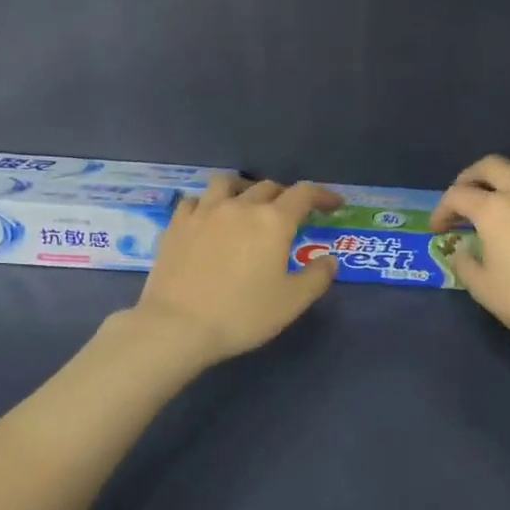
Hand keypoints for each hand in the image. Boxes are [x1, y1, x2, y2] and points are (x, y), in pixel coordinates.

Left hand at [131, 176, 339, 365]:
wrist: (178, 326)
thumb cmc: (242, 315)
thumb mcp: (291, 302)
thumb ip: (317, 277)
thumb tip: (328, 260)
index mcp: (273, 221)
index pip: (304, 194)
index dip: (322, 195)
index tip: (333, 204)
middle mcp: (239, 206)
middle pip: (267, 186)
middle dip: (286, 196)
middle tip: (291, 215)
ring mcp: (204, 212)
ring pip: (228, 184)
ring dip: (245, 189)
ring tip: (248, 205)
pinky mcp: (177, 225)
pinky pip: (196, 200)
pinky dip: (210, 203)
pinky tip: (210, 219)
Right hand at [431, 154, 509, 355]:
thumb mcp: (484, 290)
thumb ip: (466, 264)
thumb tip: (464, 250)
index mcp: (493, 210)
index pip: (457, 196)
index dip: (442, 210)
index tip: (439, 229)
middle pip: (491, 165)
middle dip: (470, 178)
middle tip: (464, 196)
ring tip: (505, 189)